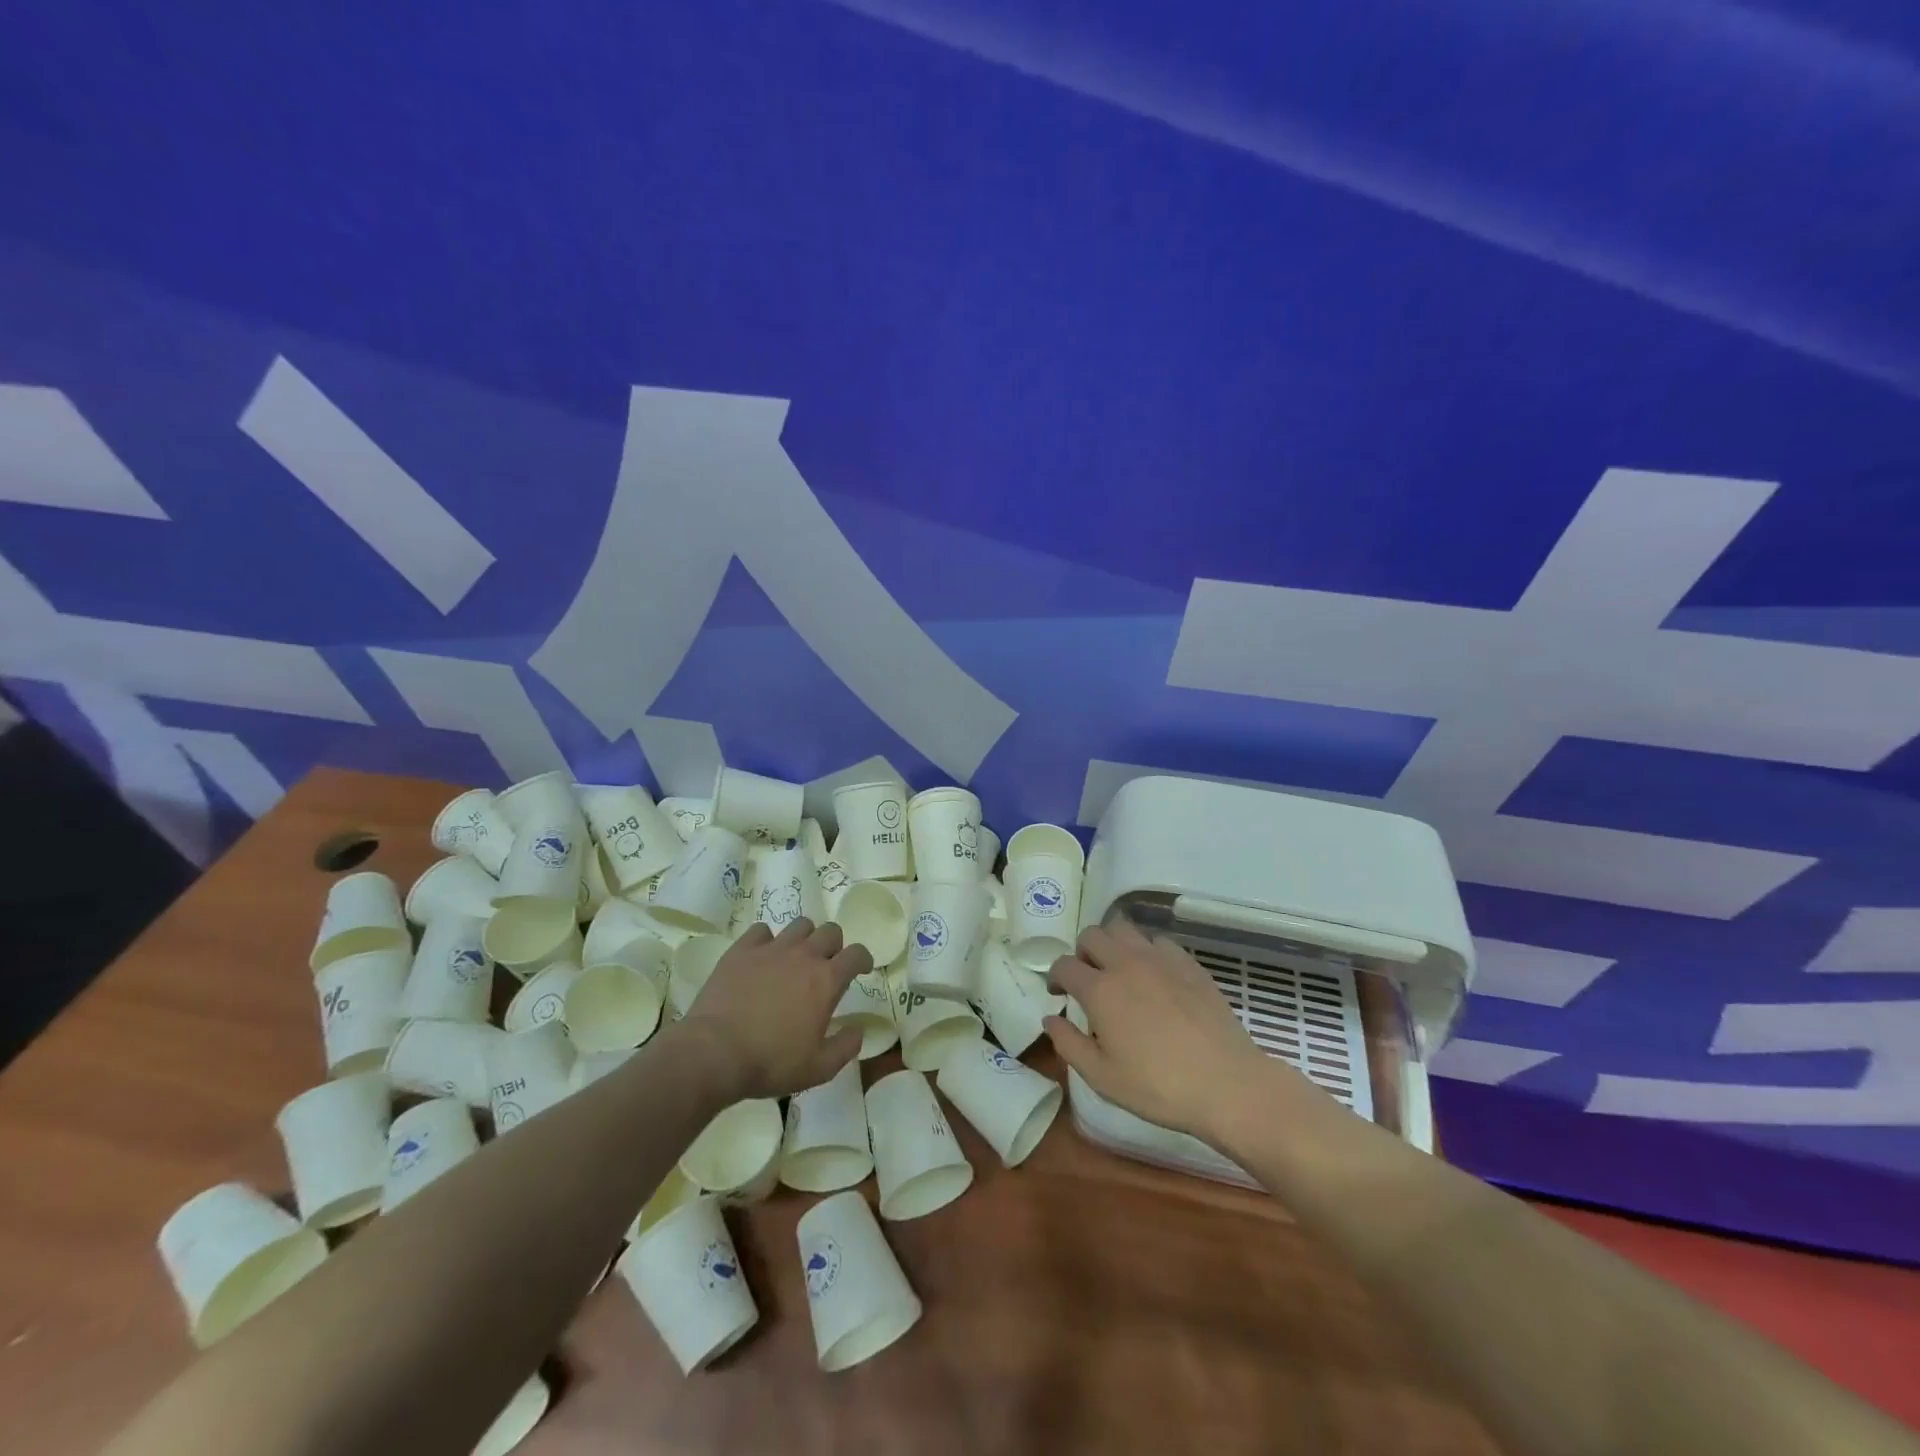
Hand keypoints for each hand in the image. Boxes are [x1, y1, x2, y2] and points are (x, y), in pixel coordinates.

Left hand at [680, 918, 869, 1097]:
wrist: (714, 1052)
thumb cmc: (771, 1062)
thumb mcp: (818, 1068)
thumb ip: (846, 1047)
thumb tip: (859, 1029)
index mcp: (827, 980)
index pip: (856, 954)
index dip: (863, 959)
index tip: (860, 969)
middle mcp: (804, 955)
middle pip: (830, 931)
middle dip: (835, 945)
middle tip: (826, 966)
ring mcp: (772, 949)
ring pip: (799, 925)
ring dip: (805, 938)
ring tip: (795, 958)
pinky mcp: (742, 950)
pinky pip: (761, 930)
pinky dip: (767, 940)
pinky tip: (762, 957)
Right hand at [1045, 920, 1303, 1144]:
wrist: (1227, 1083)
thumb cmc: (1158, 1087)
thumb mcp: (1102, 1078)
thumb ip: (1069, 1044)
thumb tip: (1050, 1018)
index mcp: (1100, 990)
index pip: (1064, 964)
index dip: (1055, 977)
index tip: (1059, 993)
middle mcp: (1125, 963)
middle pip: (1092, 935)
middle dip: (1082, 953)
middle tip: (1088, 980)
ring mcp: (1159, 959)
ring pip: (1123, 929)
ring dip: (1112, 944)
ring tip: (1119, 971)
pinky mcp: (1188, 963)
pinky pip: (1157, 941)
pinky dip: (1146, 951)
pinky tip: (1154, 976)